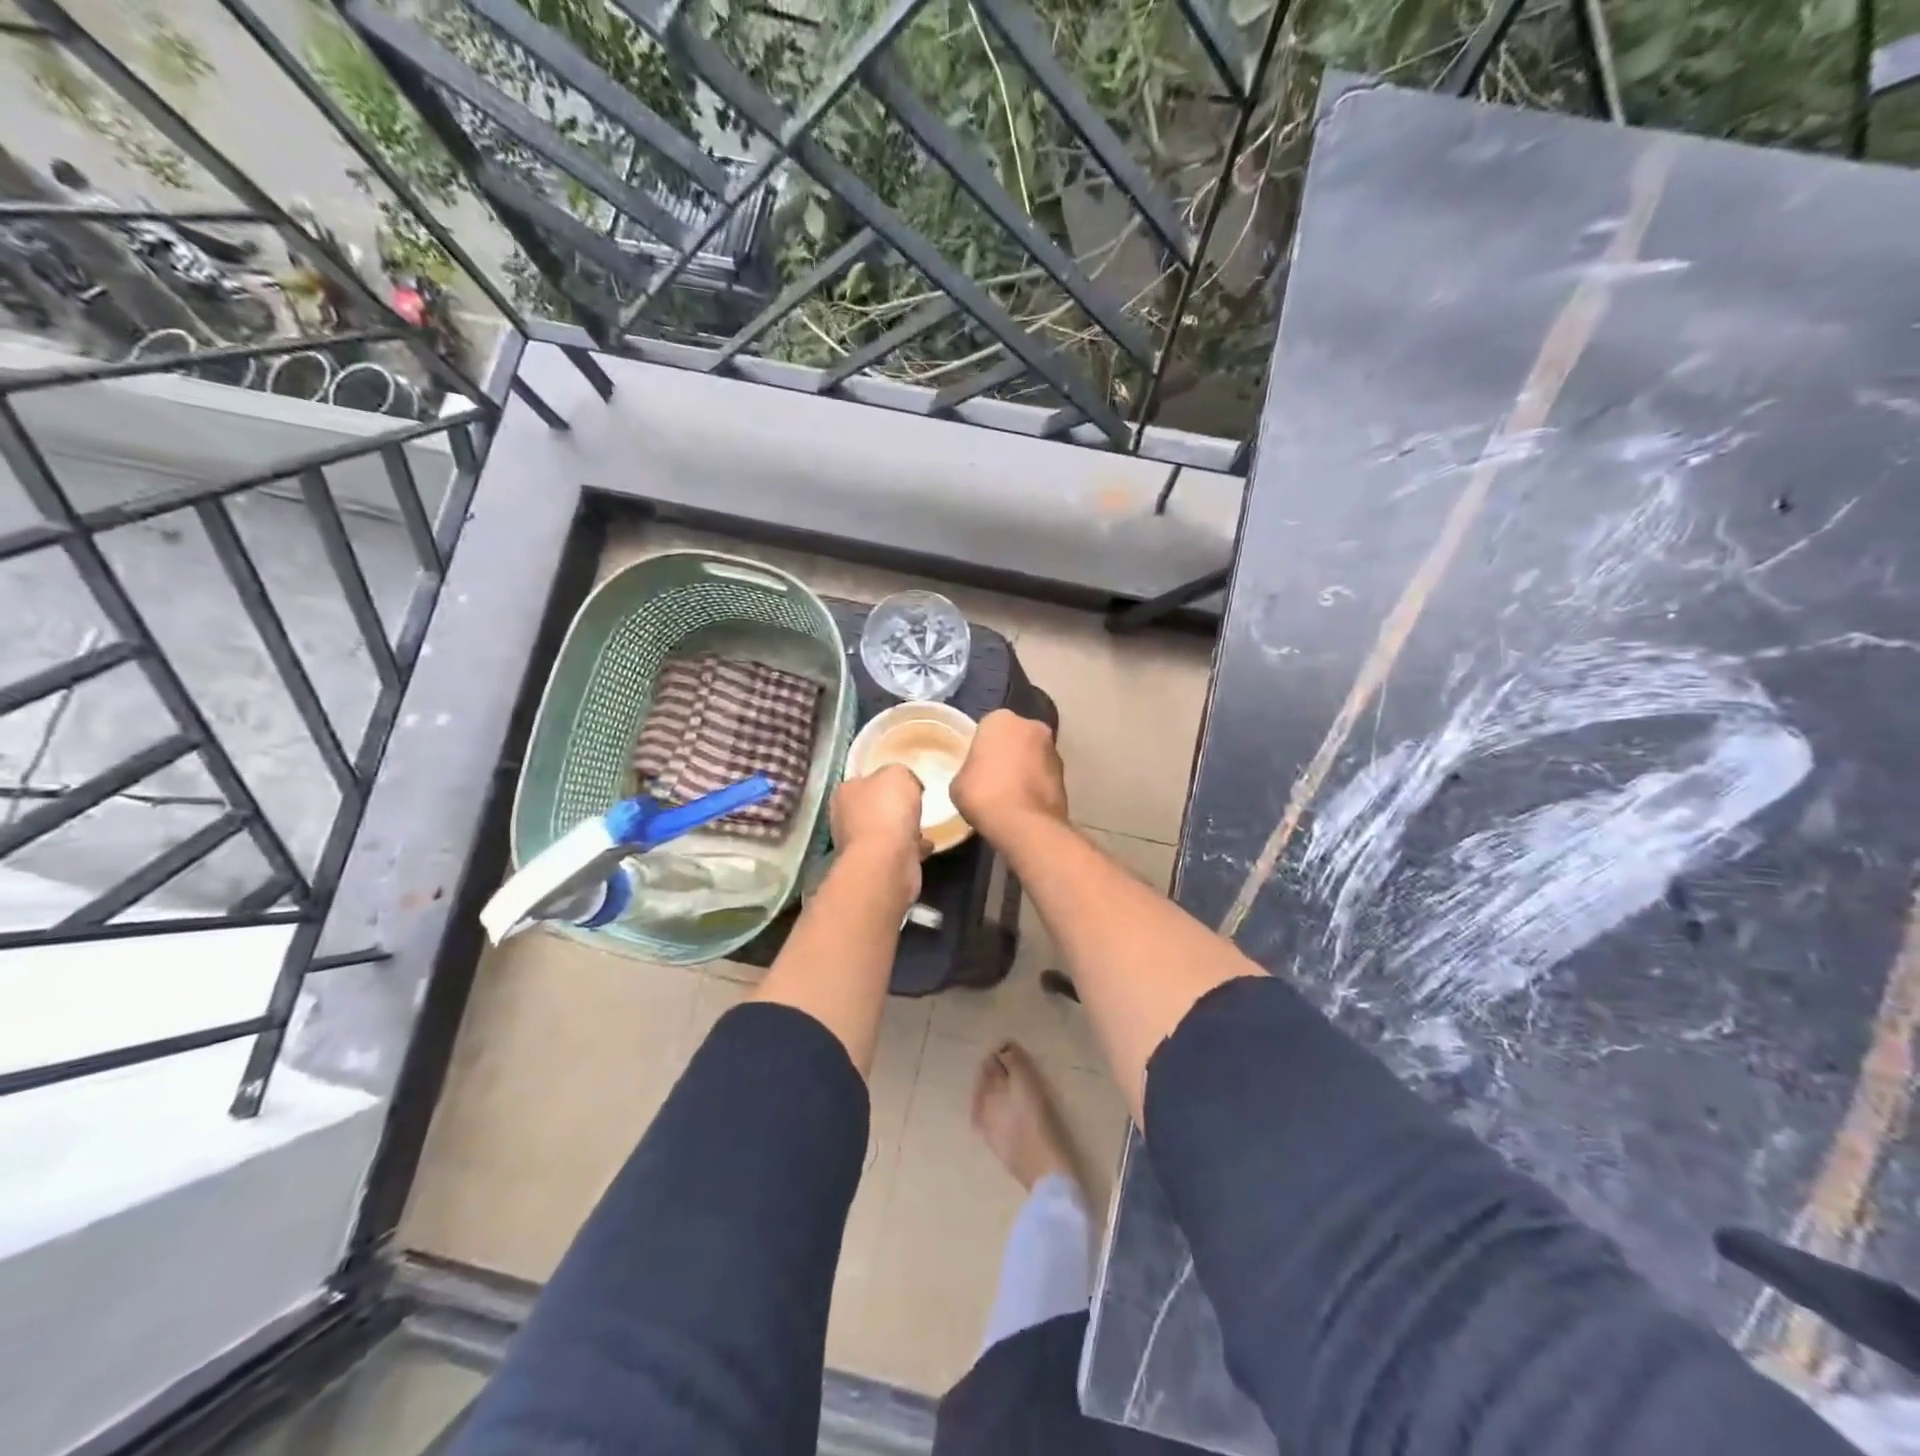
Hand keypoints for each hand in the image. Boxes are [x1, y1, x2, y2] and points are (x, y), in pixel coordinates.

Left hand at [830, 763, 926, 892]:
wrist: (887, 860)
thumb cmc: (887, 809)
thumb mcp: (897, 773)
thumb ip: (899, 773)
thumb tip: (904, 784)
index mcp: (845, 792)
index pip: (863, 780)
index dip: (884, 781)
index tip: (906, 784)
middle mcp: (845, 818)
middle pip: (873, 807)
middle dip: (893, 808)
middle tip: (916, 806)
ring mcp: (858, 845)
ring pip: (884, 831)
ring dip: (903, 830)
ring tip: (924, 827)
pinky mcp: (874, 866)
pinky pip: (896, 851)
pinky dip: (910, 848)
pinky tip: (926, 846)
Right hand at [953, 710, 1068, 845]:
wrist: (1025, 824)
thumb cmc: (984, 794)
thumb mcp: (958, 783)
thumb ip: (970, 770)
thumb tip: (977, 775)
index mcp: (1001, 719)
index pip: (988, 727)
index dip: (981, 747)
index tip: (976, 765)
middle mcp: (1032, 726)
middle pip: (1015, 737)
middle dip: (1007, 753)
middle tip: (993, 777)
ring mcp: (1053, 750)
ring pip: (1033, 755)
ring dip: (1025, 768)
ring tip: (1010, 794)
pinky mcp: (1066, 775)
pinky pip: (1044, 776)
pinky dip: (1036, 785)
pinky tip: (1024, 805)